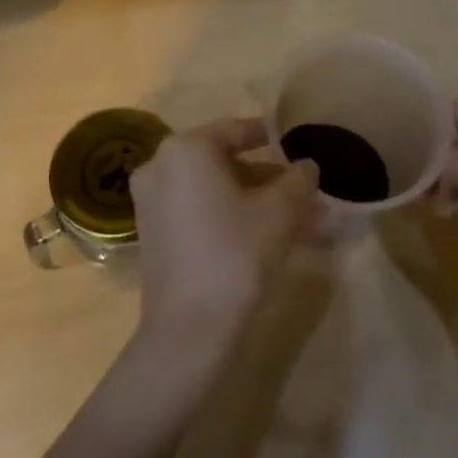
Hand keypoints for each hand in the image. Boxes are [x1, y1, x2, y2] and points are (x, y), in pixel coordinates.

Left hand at [129, 118, 319, 361]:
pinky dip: (229, 215)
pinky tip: (265, 235)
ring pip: (213, 189)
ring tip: (296, 219)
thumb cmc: (237, 253)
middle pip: (224, 161)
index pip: (237, 130)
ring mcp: (150, 201)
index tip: (295, 145)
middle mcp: (160, 166)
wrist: (190, 327)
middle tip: (302, 191)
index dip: (270, 137)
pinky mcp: (152, 233)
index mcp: (187, 149)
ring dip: (253, 199)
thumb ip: (299, 179)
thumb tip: (307, 166)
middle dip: (267, 177)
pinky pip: (197, 210)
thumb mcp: (281, 211)